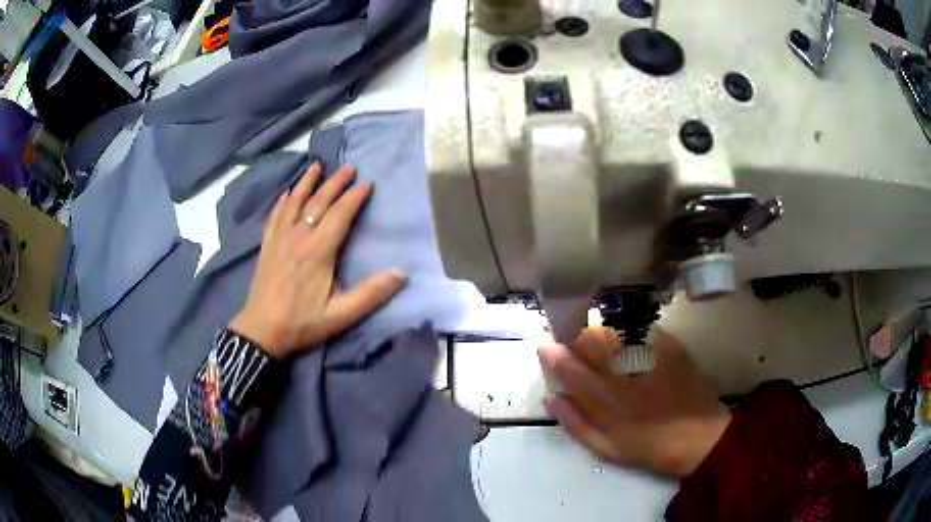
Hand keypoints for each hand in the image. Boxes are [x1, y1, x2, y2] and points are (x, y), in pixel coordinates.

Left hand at [229, 162, 405, 359]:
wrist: (261, 331)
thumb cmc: (302, 324)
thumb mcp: (340, 315)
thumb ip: (370, 294)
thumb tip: (401, 273)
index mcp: (318, 251)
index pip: (340, 215)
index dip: (355, 197)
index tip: (368, 182)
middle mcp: (298, 238)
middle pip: (318, 203)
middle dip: (335, 183)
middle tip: (348, 167)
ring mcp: (279, 240)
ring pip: (294, 203)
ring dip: (307, 183)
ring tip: (316, 166)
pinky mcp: (267, 246)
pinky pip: (275, 216)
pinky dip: (283, 201)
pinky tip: (287, 193)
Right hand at [538, 327, 729, 477]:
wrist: (699, 437)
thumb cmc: (648, 447)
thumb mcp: (605, 448)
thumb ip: (574, 423)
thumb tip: (549, 398)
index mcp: (605, 400)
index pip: (570, 368)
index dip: (552, 351)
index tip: (542, 340)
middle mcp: (623, 373)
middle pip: (589, 341)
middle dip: (569, 329)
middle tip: (559, 325)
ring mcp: (648, 356)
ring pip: (611, 330)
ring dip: (593, 324)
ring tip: (584, 323)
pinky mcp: (669, 346)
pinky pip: (640, 327)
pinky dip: (623, 324)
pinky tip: (618, 325)